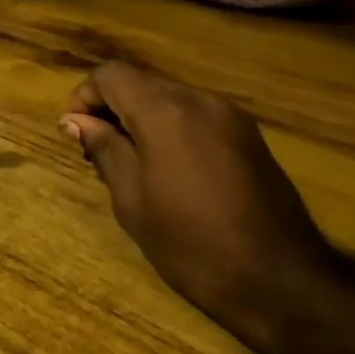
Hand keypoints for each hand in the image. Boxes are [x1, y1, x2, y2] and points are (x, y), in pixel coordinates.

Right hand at [60, 62, 334, 348]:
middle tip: (100, 153)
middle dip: (112, 107)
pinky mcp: (248, 134)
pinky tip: (170, 169)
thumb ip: (104, 149)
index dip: (85, 97)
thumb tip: (75, 121)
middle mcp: (199, 99)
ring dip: (142, 117)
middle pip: (142, 81)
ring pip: (170, 96)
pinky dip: (171, 127)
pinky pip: (196, 114)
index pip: (112, 74)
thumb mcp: (132, 200)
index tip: (77, 135)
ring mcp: (229, 115)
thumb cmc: (191, 243)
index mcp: (165, 111)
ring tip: (133, 164)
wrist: (279, 279)